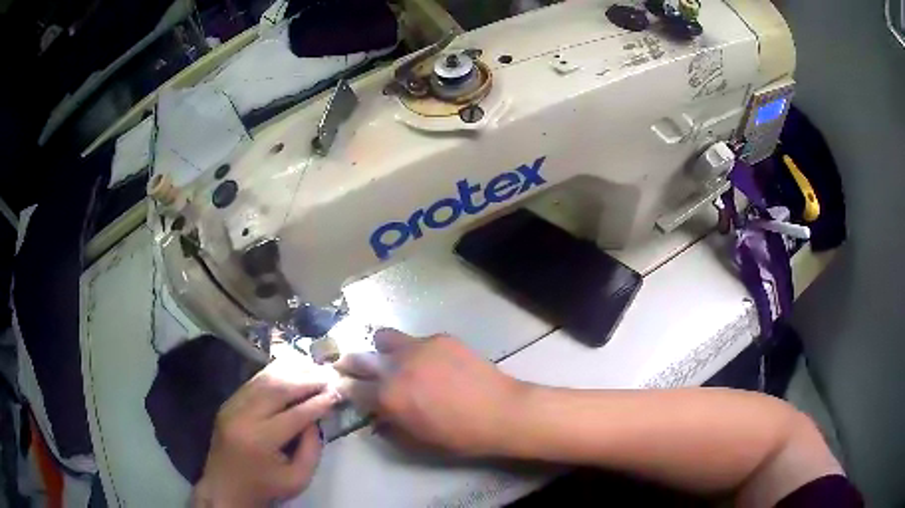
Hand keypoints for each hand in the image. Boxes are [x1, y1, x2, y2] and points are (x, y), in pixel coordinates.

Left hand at [194, 359, 340, 506]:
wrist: (226, 487)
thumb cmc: (265, 487)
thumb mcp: (298, 479)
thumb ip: (311, 449)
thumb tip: (316, 418)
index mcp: (260, 440)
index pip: (295, 415)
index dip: (318, 403)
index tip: (337, 393)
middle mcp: (243, 417)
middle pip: (277, 389)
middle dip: (306, 381)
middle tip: (327, 376)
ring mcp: (232, 406)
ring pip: (264, 379)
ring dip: (290, 372)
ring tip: (312, 368)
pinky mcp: (228, 403)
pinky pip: (253, 382)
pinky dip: (273, 374)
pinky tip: (290, 370)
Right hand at [334, 329, 523, 455]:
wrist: (501, 412)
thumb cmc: (459, 436)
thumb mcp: (418, 442)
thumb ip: (390, 427)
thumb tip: (377, 417)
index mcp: (389, 396)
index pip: (352, 388)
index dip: (345, 389)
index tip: (344, 387)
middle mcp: (397, 367)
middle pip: (359, 357)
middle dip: (352, 363)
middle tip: (354, 368)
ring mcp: (419, 347)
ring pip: (385, 338)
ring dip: (383, 350)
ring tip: (397, 361)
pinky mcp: (440, 338)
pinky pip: (417, 340)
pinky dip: (417, 351)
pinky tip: (435, 363)